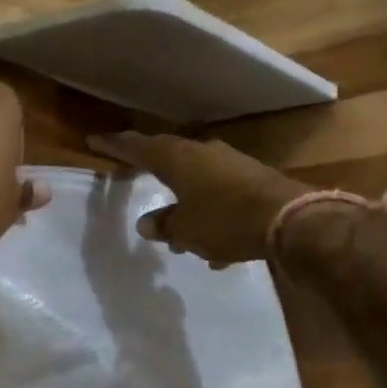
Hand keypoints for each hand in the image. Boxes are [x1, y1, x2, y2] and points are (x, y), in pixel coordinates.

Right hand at [87, 132, 308, 267]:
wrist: (291, 219)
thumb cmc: (226, 220)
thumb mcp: (187, 230)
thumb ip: (164, 225)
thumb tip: (147, 224)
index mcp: (177, 159)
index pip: (137, 147)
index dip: (114, 145)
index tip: (95, 140)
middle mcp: (201, 152)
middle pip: (167, 157)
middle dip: (151, 171)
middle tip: (132, 175)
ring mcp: (229, 162)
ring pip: (196, 178)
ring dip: (185, 202)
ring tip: (181, 236)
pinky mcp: (251, 177)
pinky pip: (220, 193)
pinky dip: (212, 214)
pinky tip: (218, 247)